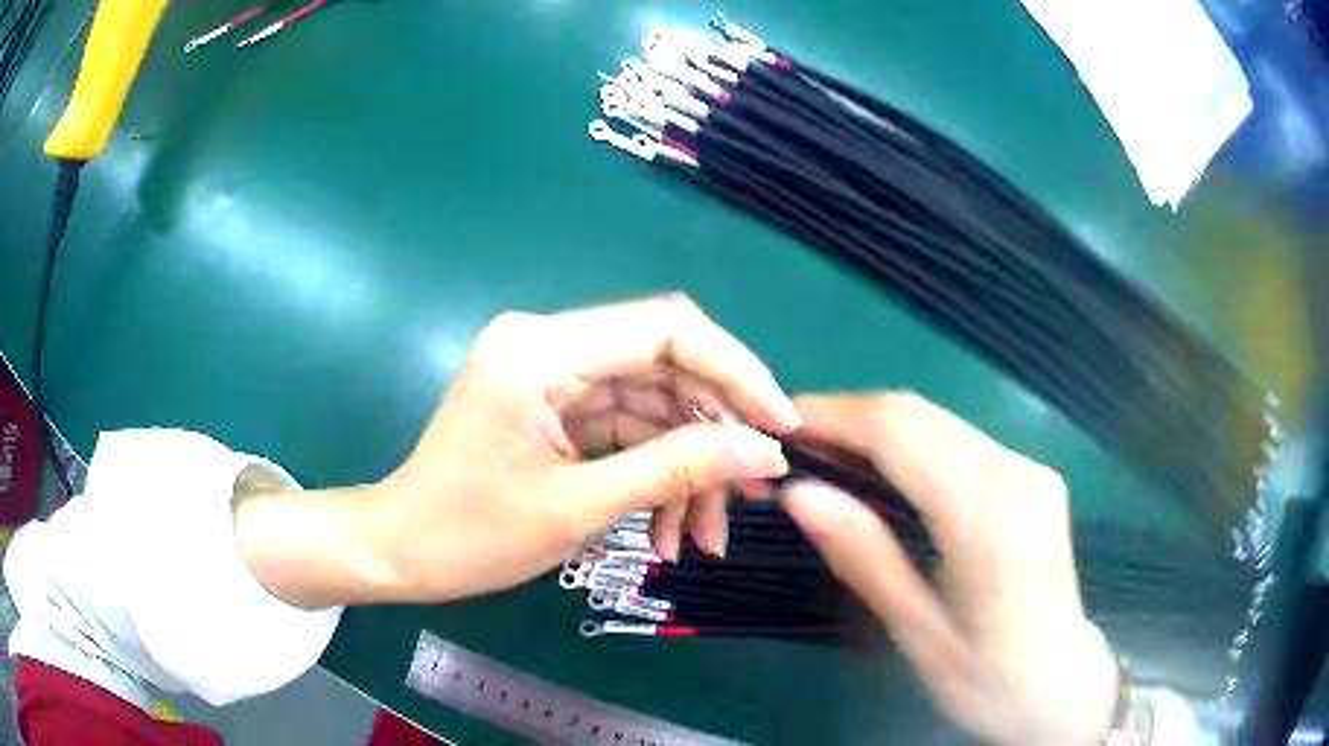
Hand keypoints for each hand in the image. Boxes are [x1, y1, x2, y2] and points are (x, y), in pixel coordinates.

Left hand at [235, 295, 798, 606]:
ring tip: (702, 539)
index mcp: (541, 349)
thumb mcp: (577, 507)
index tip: (782, 427)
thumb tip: (765, 454)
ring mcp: (552, 373)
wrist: (399, 550)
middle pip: (665, 369)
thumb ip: (674, 471)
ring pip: (651, 406)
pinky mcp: (554, 405)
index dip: (736, 371)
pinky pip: (624, 429)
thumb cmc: (468, 535)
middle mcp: (549, 342)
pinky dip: (653, 474)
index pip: (667, 329)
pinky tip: (667, 530)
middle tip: (748, 501)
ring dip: (686, 468)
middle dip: (713, 436)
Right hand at [781, 393, 1116, 745]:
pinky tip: (880, 470)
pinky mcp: (1031, 477)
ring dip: (876, 427)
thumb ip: (865, 558)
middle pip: (919, 413)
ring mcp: (1029, 469)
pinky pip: (958, 440)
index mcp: (989, 516)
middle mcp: (1016, 473)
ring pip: (938, 421)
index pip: (900, 432)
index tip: (778, 423)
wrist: (1064, 683)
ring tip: (822, 454)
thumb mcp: (920, 634)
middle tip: (790, 442)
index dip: (834, 416)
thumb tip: (799, 494)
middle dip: (848, 415)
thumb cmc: (989, 678)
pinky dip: (909, 443)